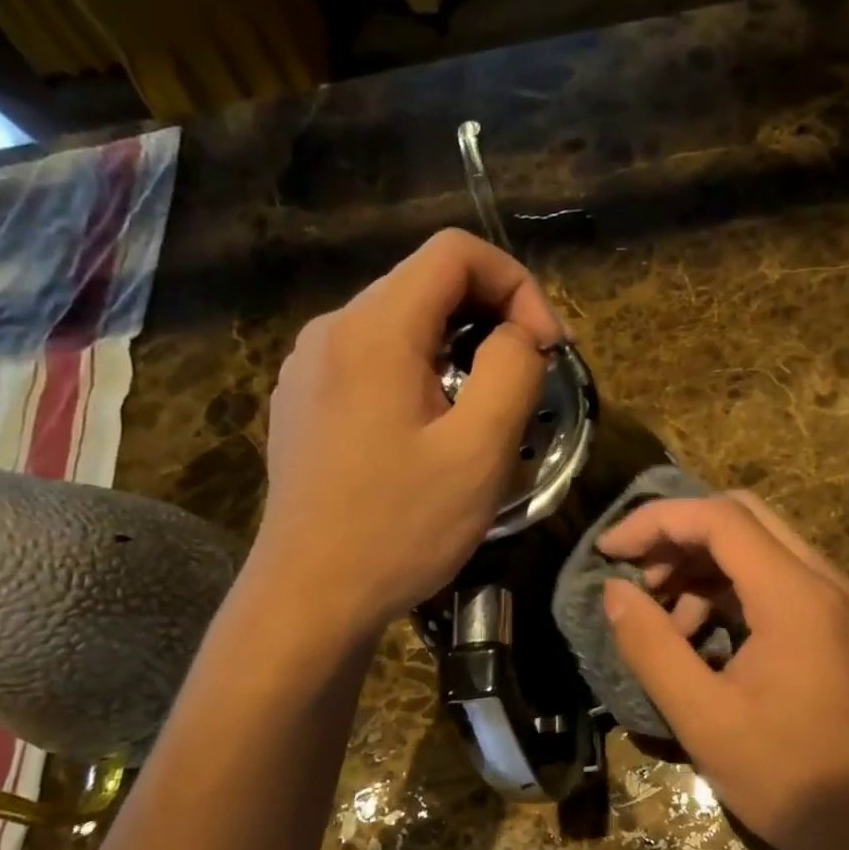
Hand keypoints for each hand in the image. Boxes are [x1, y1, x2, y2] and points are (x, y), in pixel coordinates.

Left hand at [254, 229, 565, 632]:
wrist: (310, 596)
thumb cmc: (400, 528)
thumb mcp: (479, 452)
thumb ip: (512, 371)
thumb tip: (518, 335)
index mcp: (374, 329)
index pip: (455, 253)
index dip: (517, 285)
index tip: (545, 349)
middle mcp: (331, 329)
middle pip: (426, 284)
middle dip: (491, 318)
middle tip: (527, 382)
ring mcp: (308, 366)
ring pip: (400, 325)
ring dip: (457, 351)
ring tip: (483, 413)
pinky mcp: (303, 402)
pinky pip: (372, 362)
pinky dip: (418, 375)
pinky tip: (429, 433)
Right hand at [597, 492, 848, 849]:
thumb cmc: (781, 773)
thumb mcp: (700, 715)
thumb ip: (651, 646)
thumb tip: (615, 592)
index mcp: (795, 596)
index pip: (720, 519)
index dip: (656, 522)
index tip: (610, 550)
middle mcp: (824, 580)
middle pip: (742, 516)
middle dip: (679, 536)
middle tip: (636, 574)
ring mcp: (837, 598)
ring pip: (760, 544)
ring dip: (703, 564)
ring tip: (662, 615)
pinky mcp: (837, 620)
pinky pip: (776, 578)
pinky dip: (730, 589)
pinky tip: (699, 634)